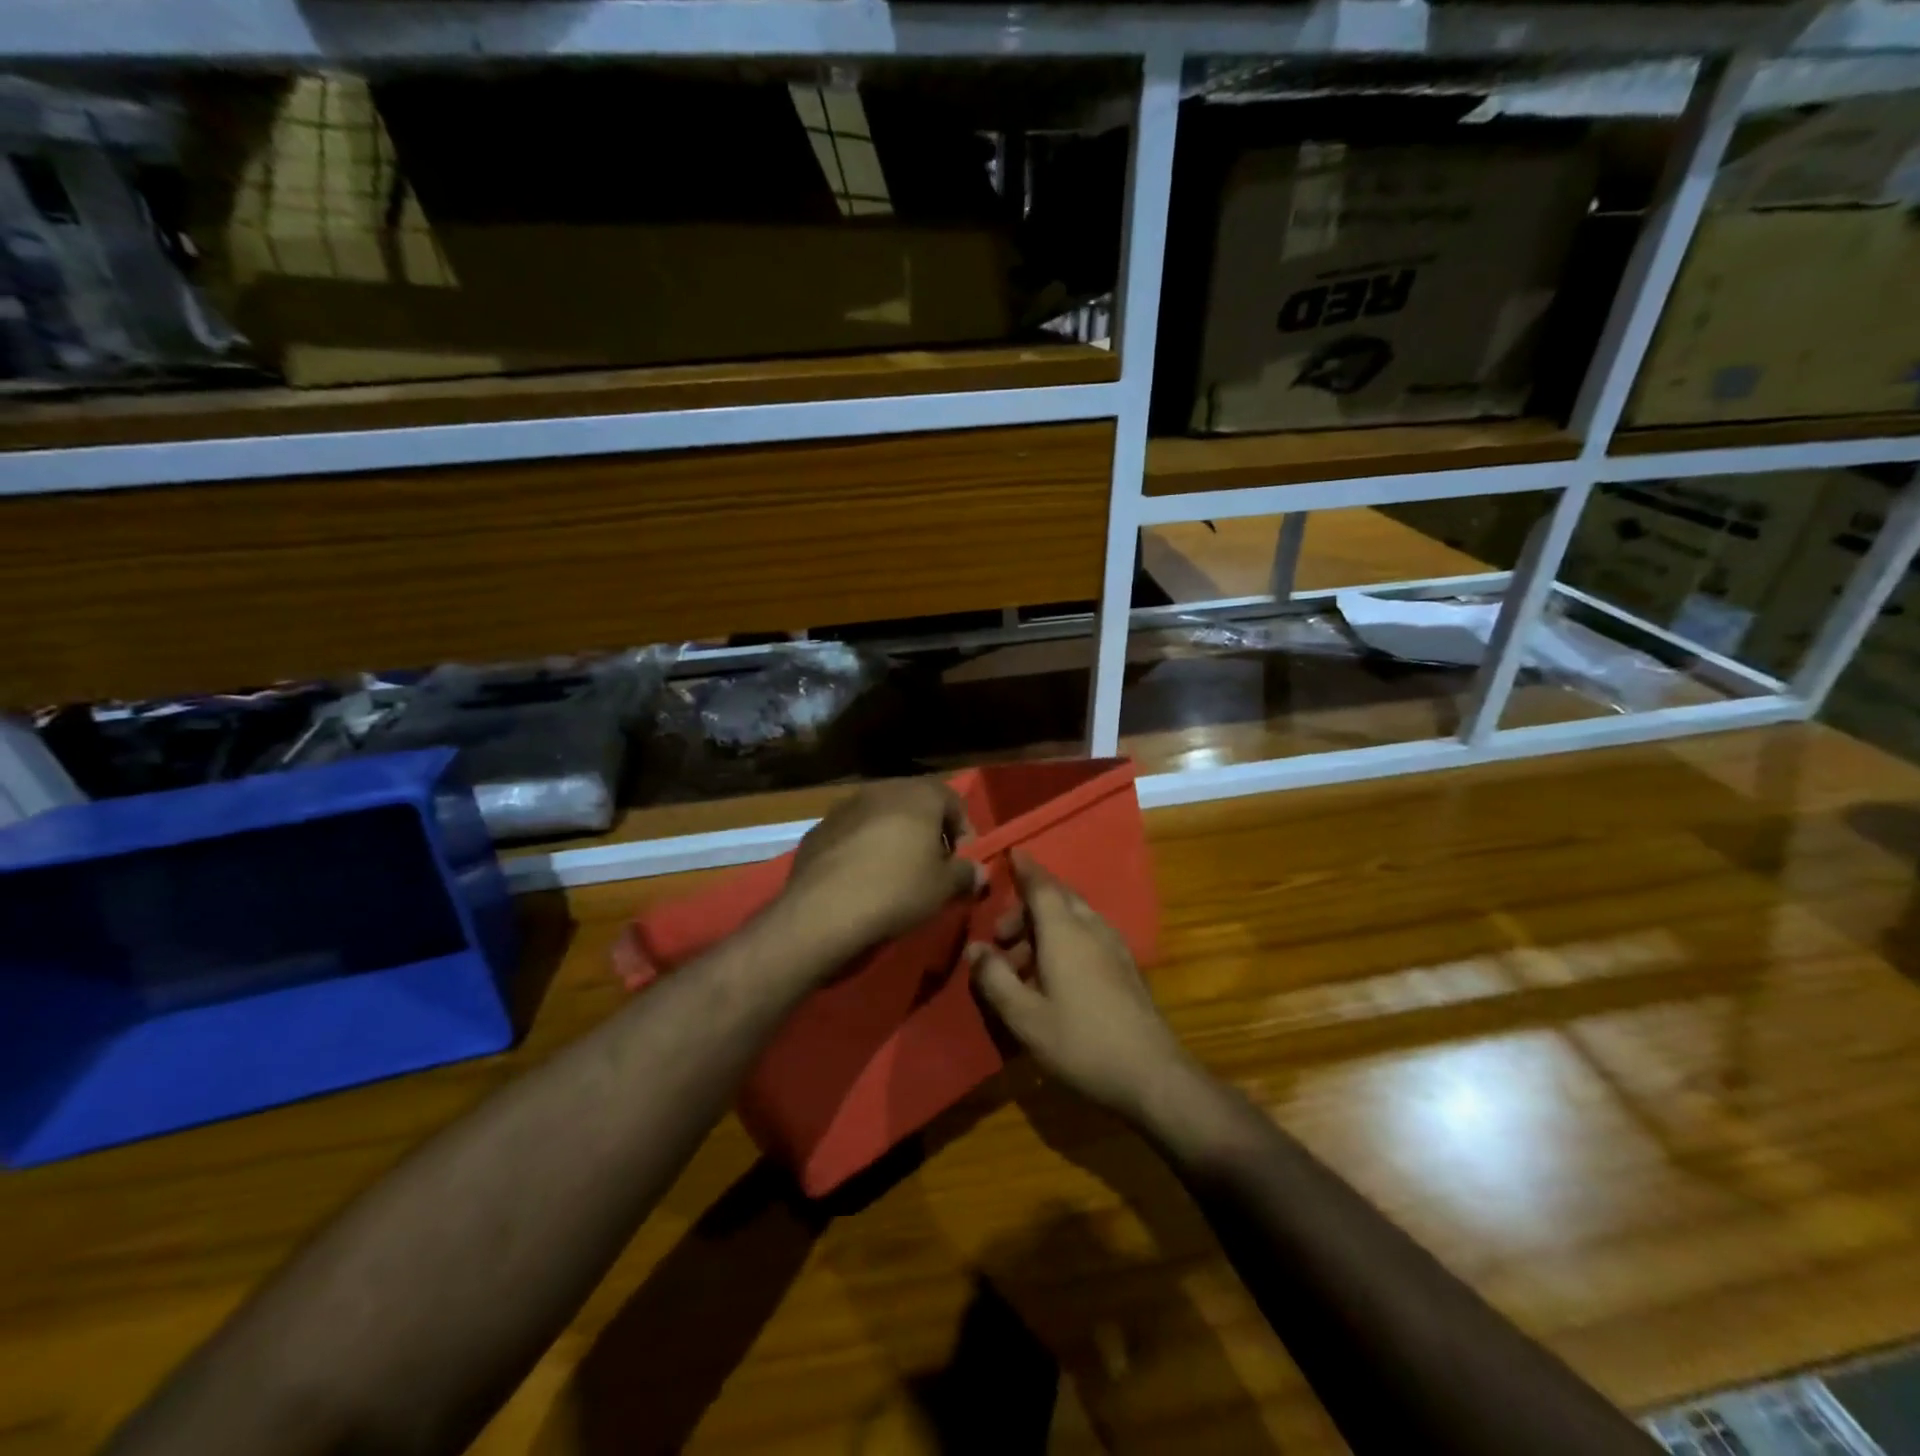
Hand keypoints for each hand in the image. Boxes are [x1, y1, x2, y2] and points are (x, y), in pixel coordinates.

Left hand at [780, 780, 985, 965]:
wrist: (824, 910)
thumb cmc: (898, 889)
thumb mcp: (944, 887)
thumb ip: (966, 874)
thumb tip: (978, 872)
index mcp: (918, 794)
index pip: (953, 800)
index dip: (963, 830)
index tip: (962, 861)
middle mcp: (881, 790)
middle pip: (914, 804)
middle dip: (927, 831)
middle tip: (931, 866)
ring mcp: (844, 807)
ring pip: (879, 816)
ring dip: (892, 837)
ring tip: (894, 873)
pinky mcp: (817, 829)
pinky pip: (850, 834)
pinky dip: (861, 849)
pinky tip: (860, 879)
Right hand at [968, 851, 1197, 1121]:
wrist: (1152, 1075)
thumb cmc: (1081, 1042)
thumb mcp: (1025, 1017)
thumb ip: (995, 979)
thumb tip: (975, 948)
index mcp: (1065, 932)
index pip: (1041, 885)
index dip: (1024, 869)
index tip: (1010, 854)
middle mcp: (1091, 928)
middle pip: (1058, 899)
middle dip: (1026, 909)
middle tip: (1001, 939)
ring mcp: (1114, 947)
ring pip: (1075, 919)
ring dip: (1045, 928)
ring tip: (1022, 965)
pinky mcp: (1125, 968)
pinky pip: (1088, 936)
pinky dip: (1065, 941)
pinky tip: (1054, 978)